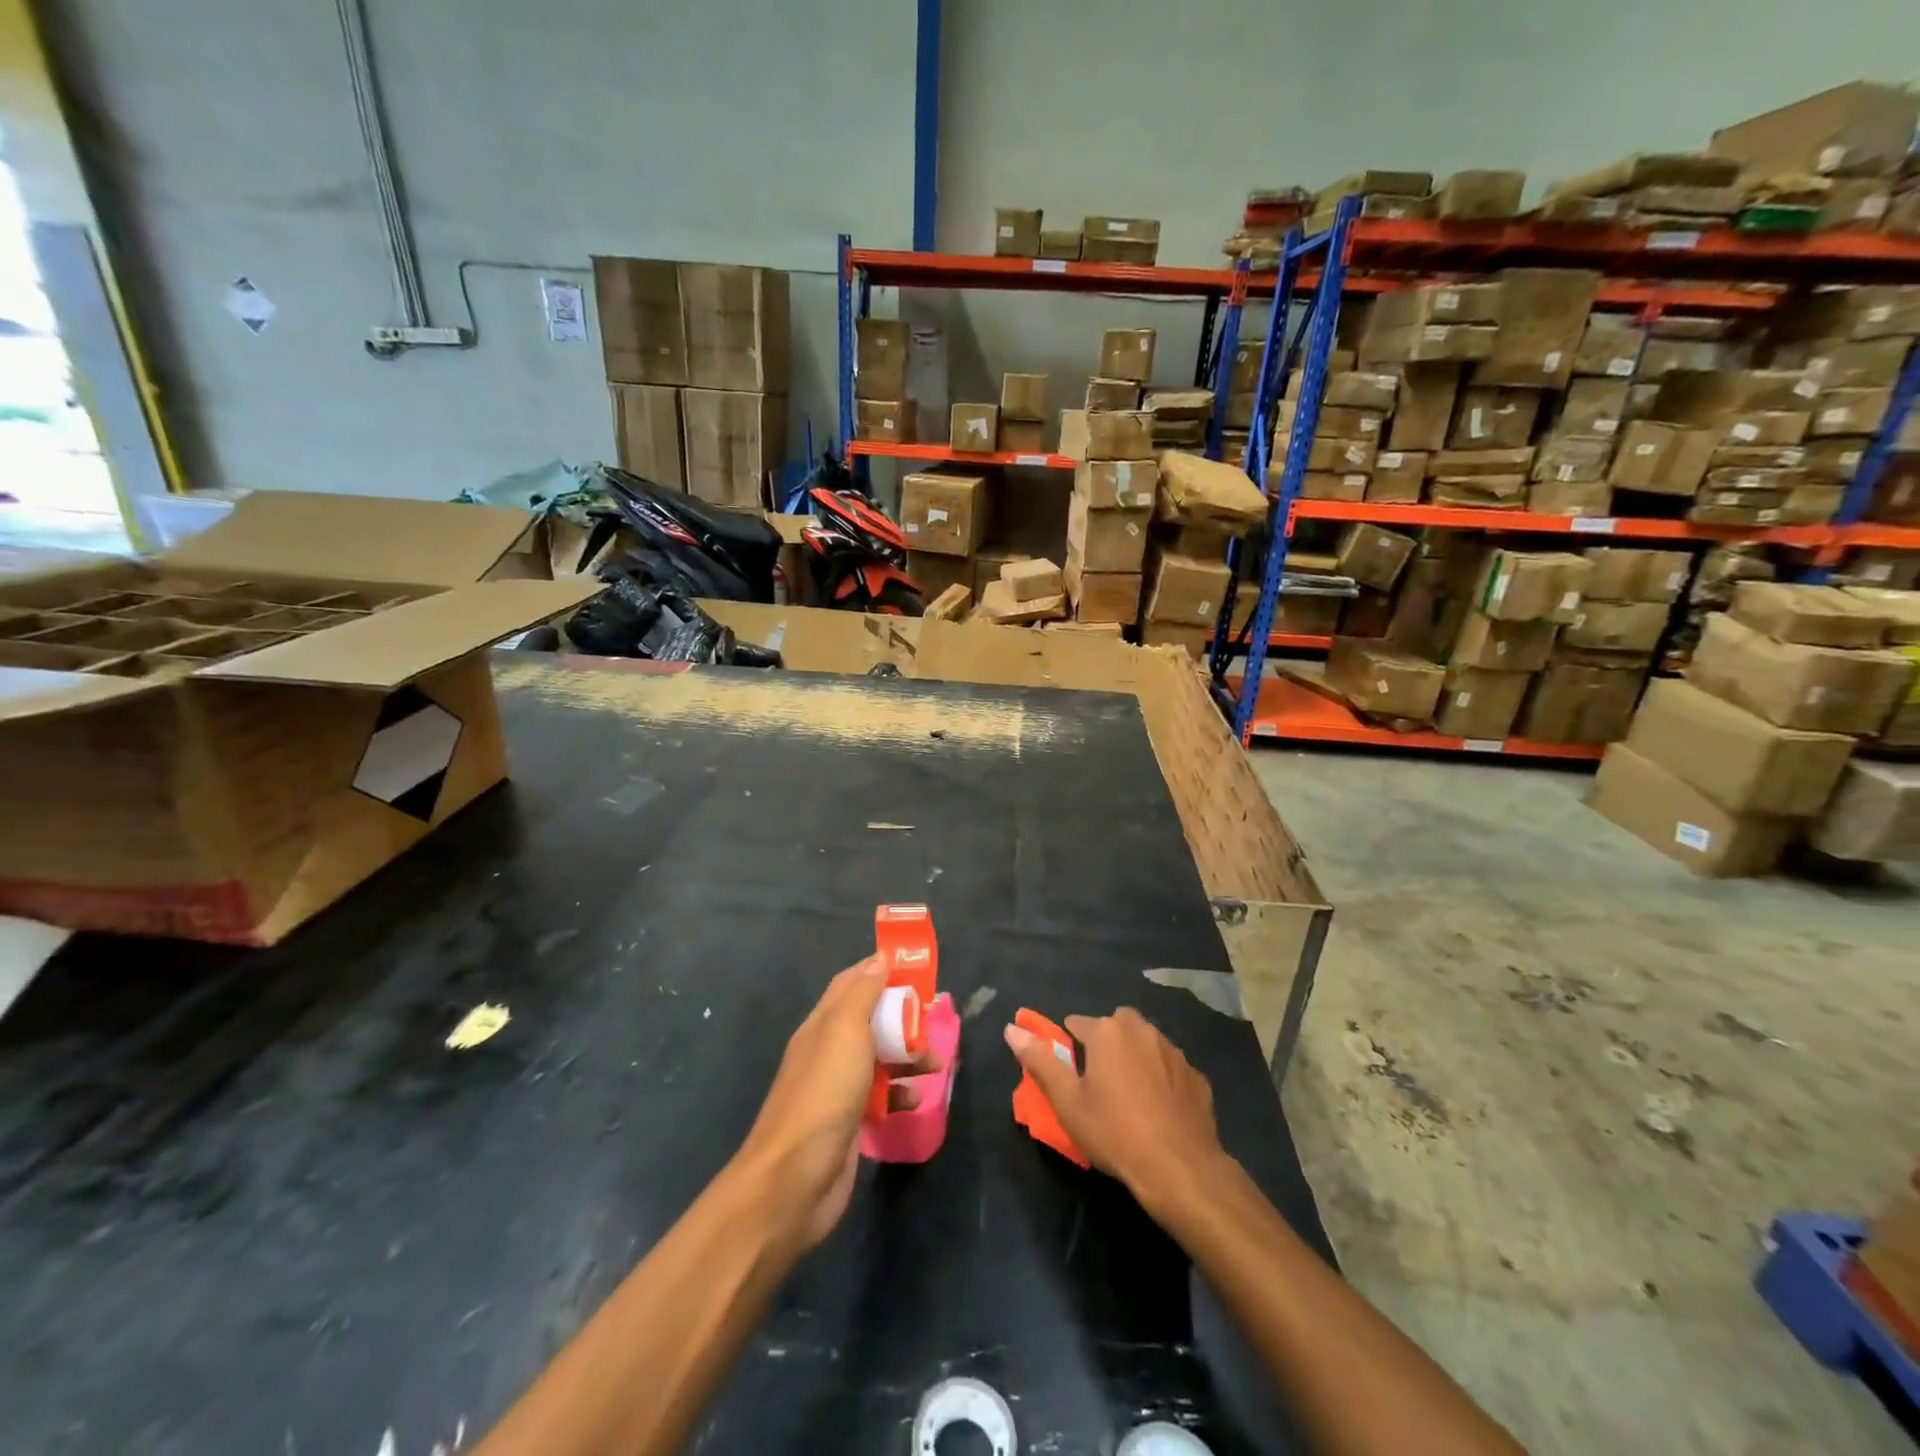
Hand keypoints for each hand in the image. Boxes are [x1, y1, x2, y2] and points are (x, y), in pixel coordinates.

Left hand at [733, 956, 939, 1251]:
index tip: (915, 969)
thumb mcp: (845, 1033)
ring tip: (935, 1063)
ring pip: (878, 1059)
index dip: (880, 972)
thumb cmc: (823, 1095)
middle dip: (902, 1018)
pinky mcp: (848, 1122)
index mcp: (822, 1024)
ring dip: (907, 1056)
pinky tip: (915, 1101)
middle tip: (933, 1020)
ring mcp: (837, 1089)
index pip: (851, 984)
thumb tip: (879, 958)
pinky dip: (899, 1094)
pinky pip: (880, 1097)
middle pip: (869, 1021)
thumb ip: (863, 994)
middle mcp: (828, 1051)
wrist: (793, 1181)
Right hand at [1004, 1008, 1224, 1213]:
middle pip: (1115, 1025)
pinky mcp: (1196, 1076)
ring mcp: (1174, 1052)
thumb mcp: (1067, 1101)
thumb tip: (1011, 1029)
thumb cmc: (1115, 1132)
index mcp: (1108, 1031)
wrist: (1181, 1168)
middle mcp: (1142, 1030)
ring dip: (1134, 1057)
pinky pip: (1170, 1067)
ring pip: (1145, 1043)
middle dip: (1105, 1042)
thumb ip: (1040, 1061)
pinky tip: (1159, 1109)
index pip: (1077, 1023)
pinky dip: (1162, 1078)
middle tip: (1098, 1080)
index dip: (1068, 1044)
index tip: (1068, 1071)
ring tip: (1128, 1095)